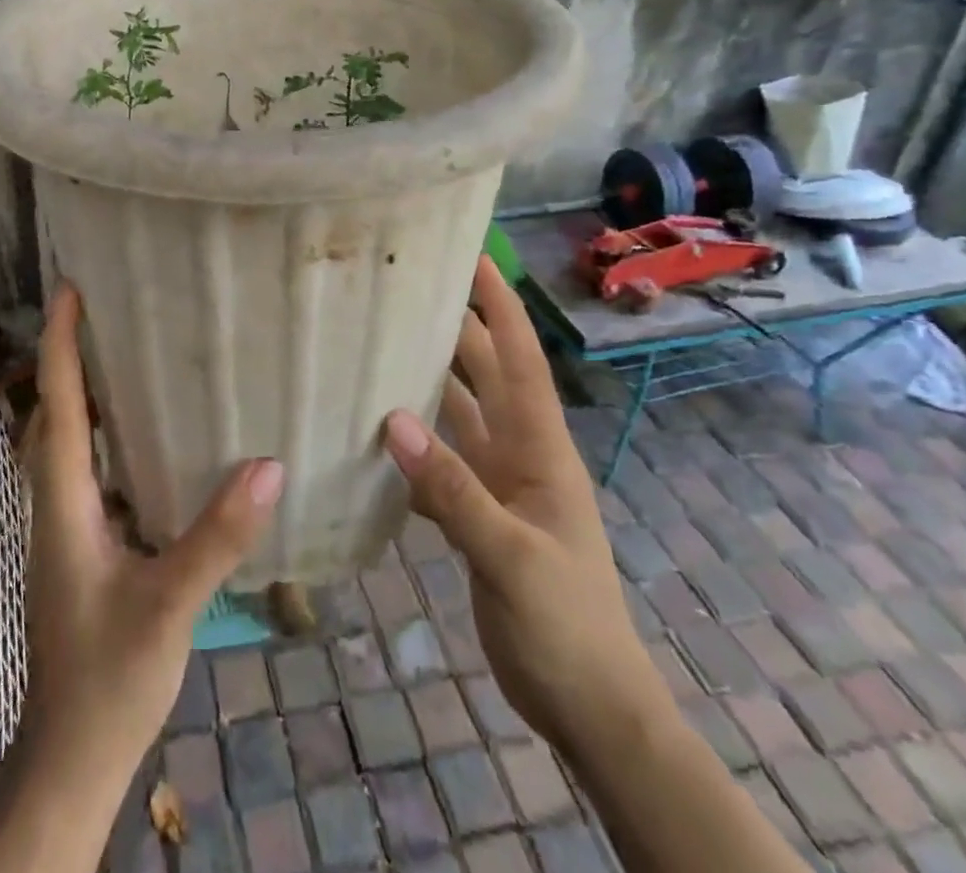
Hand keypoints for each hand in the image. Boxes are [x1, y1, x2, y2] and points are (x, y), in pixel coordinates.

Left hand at [22, 282, 284, 782]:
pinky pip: (85, 467)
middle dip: (68, 356)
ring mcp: (64, 525)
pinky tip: (142, 433)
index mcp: (63, 503)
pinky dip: (102, 432)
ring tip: (122, 352)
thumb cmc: (108, 678)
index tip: (68, 289)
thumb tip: (269, 464)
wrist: (71, 754)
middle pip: (53, 412)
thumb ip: (217, 537)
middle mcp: (55, 502)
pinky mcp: (81, 544)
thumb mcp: (169, 605)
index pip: (58, 406)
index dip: (61, 344)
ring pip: (65, 440)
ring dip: (82, 391)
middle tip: (101, 309)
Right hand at [382, 256, 666, 756]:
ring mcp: (499, 485)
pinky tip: (377, 431)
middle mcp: (520, 454)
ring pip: (459, 416)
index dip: (500, 308)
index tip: (475, 259)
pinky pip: (441, 462)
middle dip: (458, 329)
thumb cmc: (566, 624)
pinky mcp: (479, 515)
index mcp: (541, 450)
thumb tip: (392, 420)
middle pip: (485, 377)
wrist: (588, 706)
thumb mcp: (511, 556)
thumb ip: (454, 490)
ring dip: (430, 381)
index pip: (520, 361)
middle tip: (412, 289)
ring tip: (384, 344)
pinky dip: (413, 442)